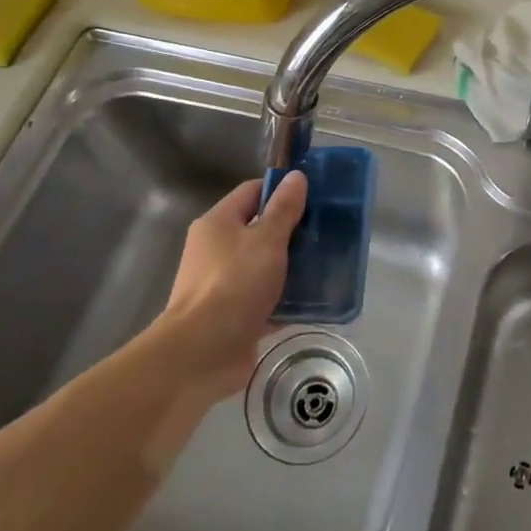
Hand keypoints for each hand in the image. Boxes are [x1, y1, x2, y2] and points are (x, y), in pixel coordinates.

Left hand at [157, 172, 308, 399]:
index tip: (314, 196)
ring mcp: (224, 285)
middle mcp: (217, 250)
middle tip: (327, 231)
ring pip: (265, 266)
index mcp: (218, 223)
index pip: (252, 192)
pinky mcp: (235, 316)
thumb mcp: (266, 240)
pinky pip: (267, 300)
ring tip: (329, 263)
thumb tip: (296, 176)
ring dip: (293, 266)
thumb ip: (284, 209)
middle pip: (260, 230)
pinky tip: (316, 299)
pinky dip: (288, 299)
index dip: (281, 190)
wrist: (202, 353)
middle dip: (293, 231)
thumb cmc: (234, 284)